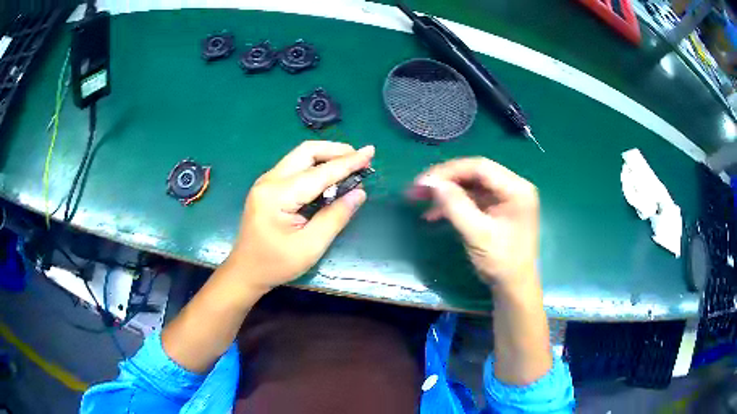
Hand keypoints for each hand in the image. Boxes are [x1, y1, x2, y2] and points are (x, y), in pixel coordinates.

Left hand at [227, 141, 373, 291]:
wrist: (245, 271)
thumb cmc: (276, 264)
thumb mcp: (311, 246)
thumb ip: (335, 217)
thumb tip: (359, 193)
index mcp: (277, 195)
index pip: (320, 173)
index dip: (348, 162)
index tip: (370, 152)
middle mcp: (269, 180)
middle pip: (306, 152)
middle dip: (336, 151)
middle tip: (359, 159)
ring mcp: (266, 182)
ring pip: (300, 156)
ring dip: (326, 156)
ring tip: (349, 165)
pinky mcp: (268, 187)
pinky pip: (295, 167)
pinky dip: (315, 167)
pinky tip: (329, 177)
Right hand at [409, 157, 538, 287]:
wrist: (513, 287)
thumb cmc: (501, 261)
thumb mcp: (477, 234)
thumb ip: (456, 206)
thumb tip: (433, 183)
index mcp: (516, 189)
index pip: (479, 167)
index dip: (449, 171)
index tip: (424, 182)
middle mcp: (513, 187)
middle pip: (474, 174)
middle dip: (445, 180)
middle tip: (418, 188)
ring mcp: (505, 198)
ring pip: (470, 185)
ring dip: (446, 192)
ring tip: (420, 199)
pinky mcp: (496, 209)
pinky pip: (472, 199)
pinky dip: (453, 204)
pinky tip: (433, 213)